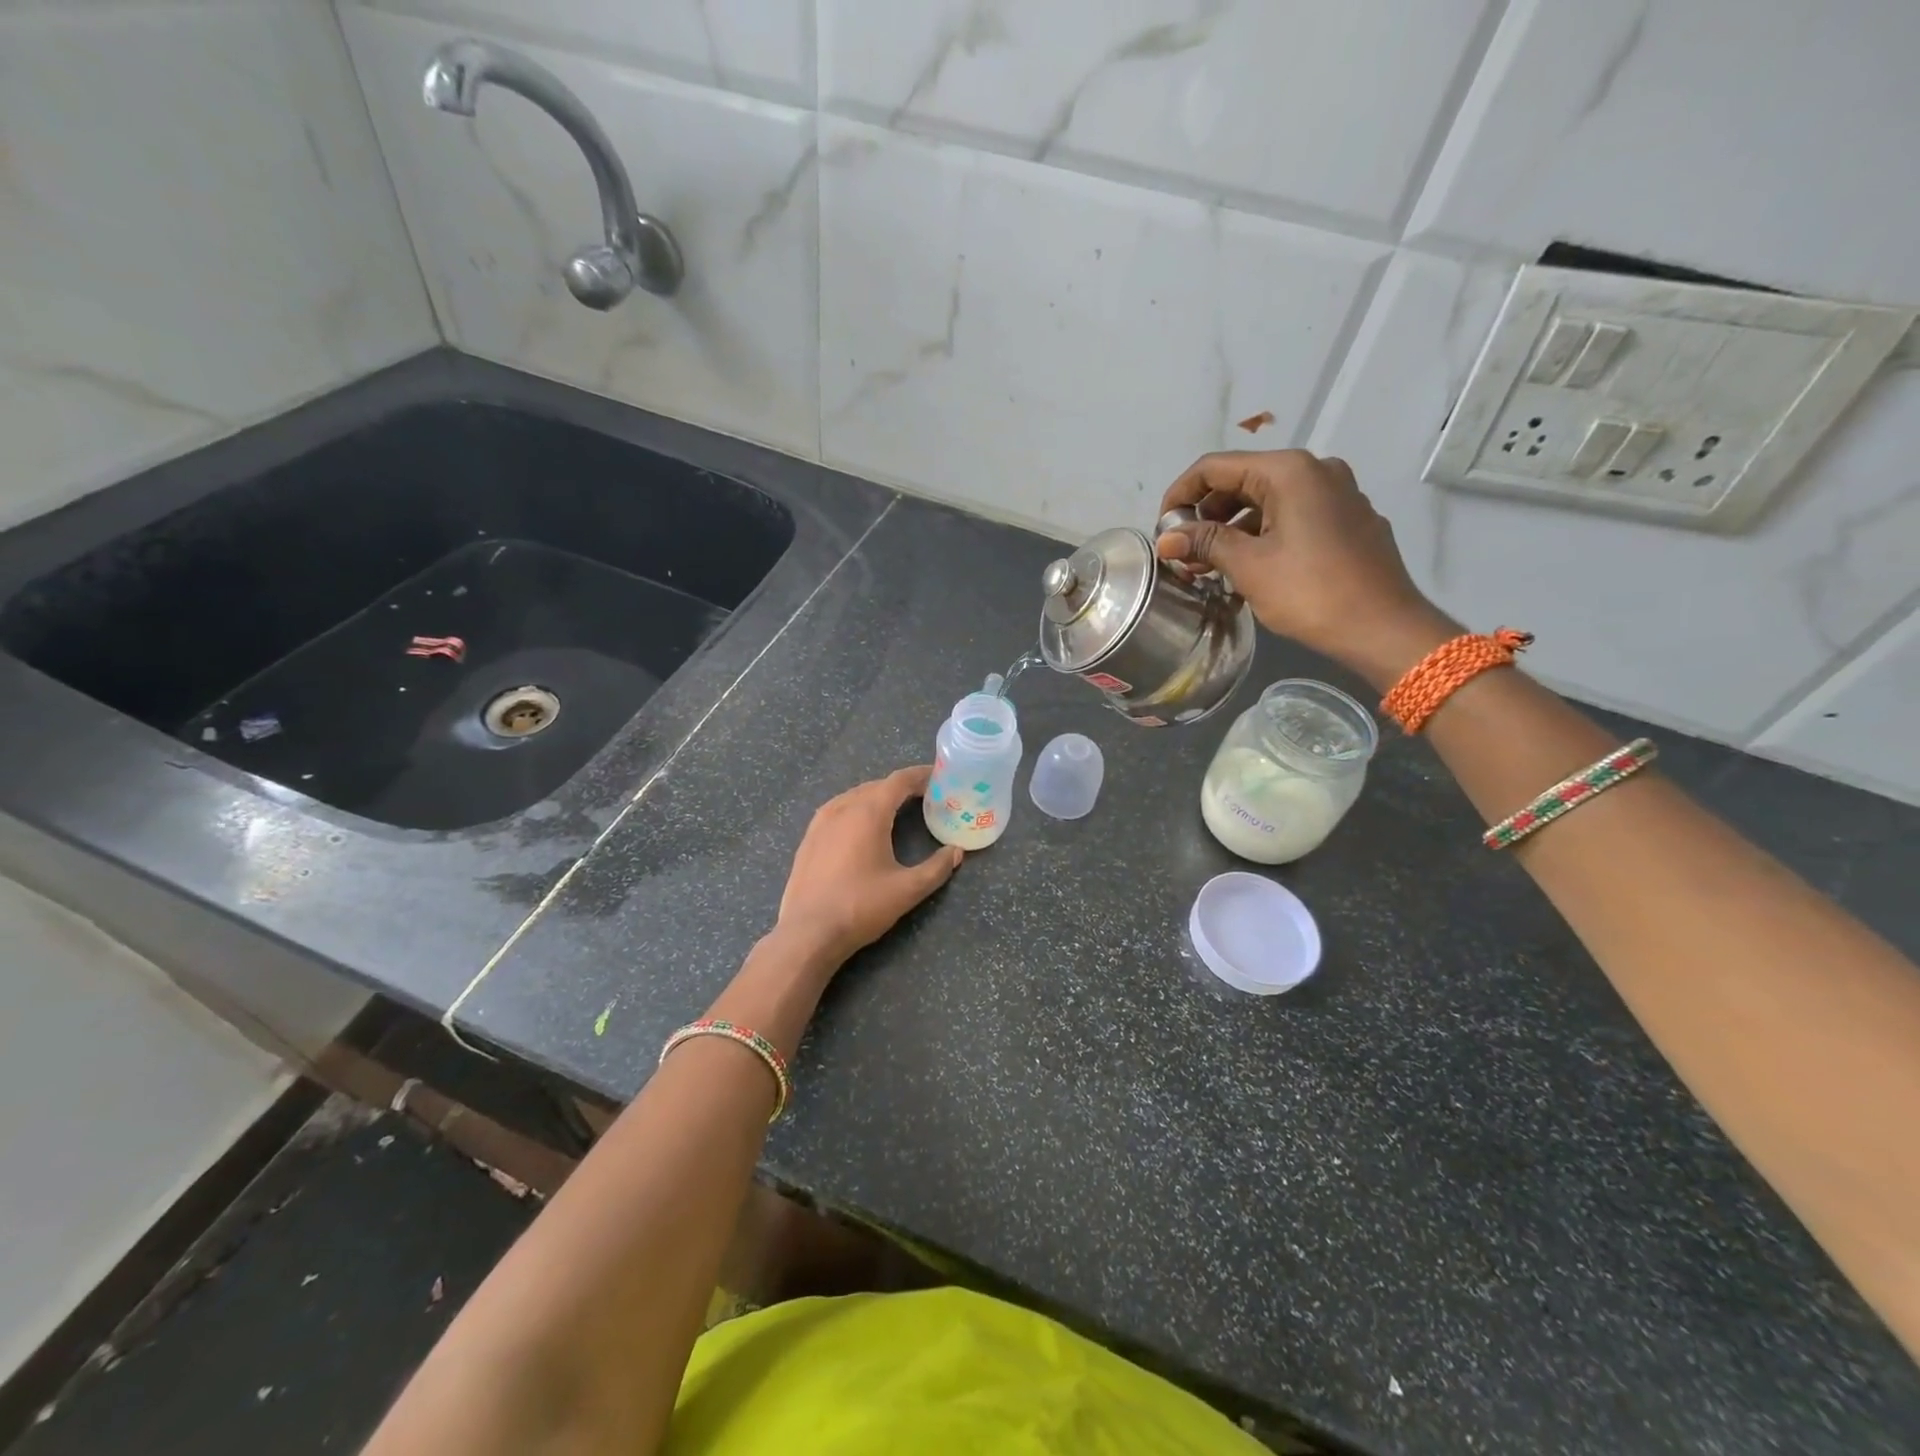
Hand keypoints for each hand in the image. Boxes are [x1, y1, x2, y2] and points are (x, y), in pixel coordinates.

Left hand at [776, 766, 962, 967]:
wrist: (808, 933)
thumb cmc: (861, 906)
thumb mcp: (907, 890)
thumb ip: (937, 868)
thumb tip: (956, 853)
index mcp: (868, 812)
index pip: (899, 780)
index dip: (920, 775)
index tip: (939, 776)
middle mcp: (842, 807)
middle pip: (877, 786)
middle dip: (902, 787)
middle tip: (925, 797)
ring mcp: (820, 822)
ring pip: (855, 796)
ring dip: (878, 797)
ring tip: (897, 809)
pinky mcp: (809, 838)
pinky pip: (838, 810)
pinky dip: (857, 809)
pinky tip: (862, 827)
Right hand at [1157, 449, 1454, 687]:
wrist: (1383, 628)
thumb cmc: (1310, 592)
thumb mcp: (1248, 566)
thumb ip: (1204, 542)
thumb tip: (1165, 538)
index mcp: (1289, 471)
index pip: (1215, 467)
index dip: (1180, 495)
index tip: (1162, 530)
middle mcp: (1316, 470)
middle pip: (1242, 481)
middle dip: (1206, 515)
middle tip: (1183, 554)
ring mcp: (1338, 495)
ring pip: (1267, 502)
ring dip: (1231, 530)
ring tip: (1207, 567)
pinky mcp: (1348, 521)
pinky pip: (1292, 517)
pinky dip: (1262, 536)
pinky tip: (1246, 569)